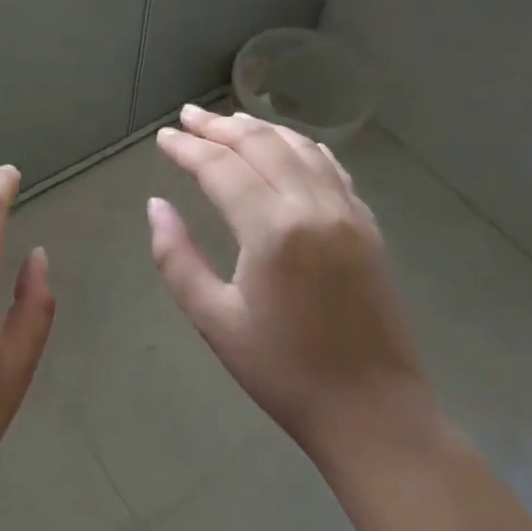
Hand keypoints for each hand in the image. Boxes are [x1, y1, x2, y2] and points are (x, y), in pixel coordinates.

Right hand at [148, 105, 439, 471]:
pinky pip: (332, 168)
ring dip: (260, 129)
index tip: (163, 138)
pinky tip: (287, 145)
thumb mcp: (214, 319)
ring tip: (227, 121)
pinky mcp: (368, 227)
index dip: (187, 148)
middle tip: (187, 116)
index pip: (221, 168)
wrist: (375, 415)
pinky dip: (301, 147)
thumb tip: (156, 205)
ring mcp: (348, 214)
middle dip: (218, 127)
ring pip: (299, 148)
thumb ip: (177, 257)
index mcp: (271, 230)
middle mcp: (312, 208)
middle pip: (260, 145)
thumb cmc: (284, 372)